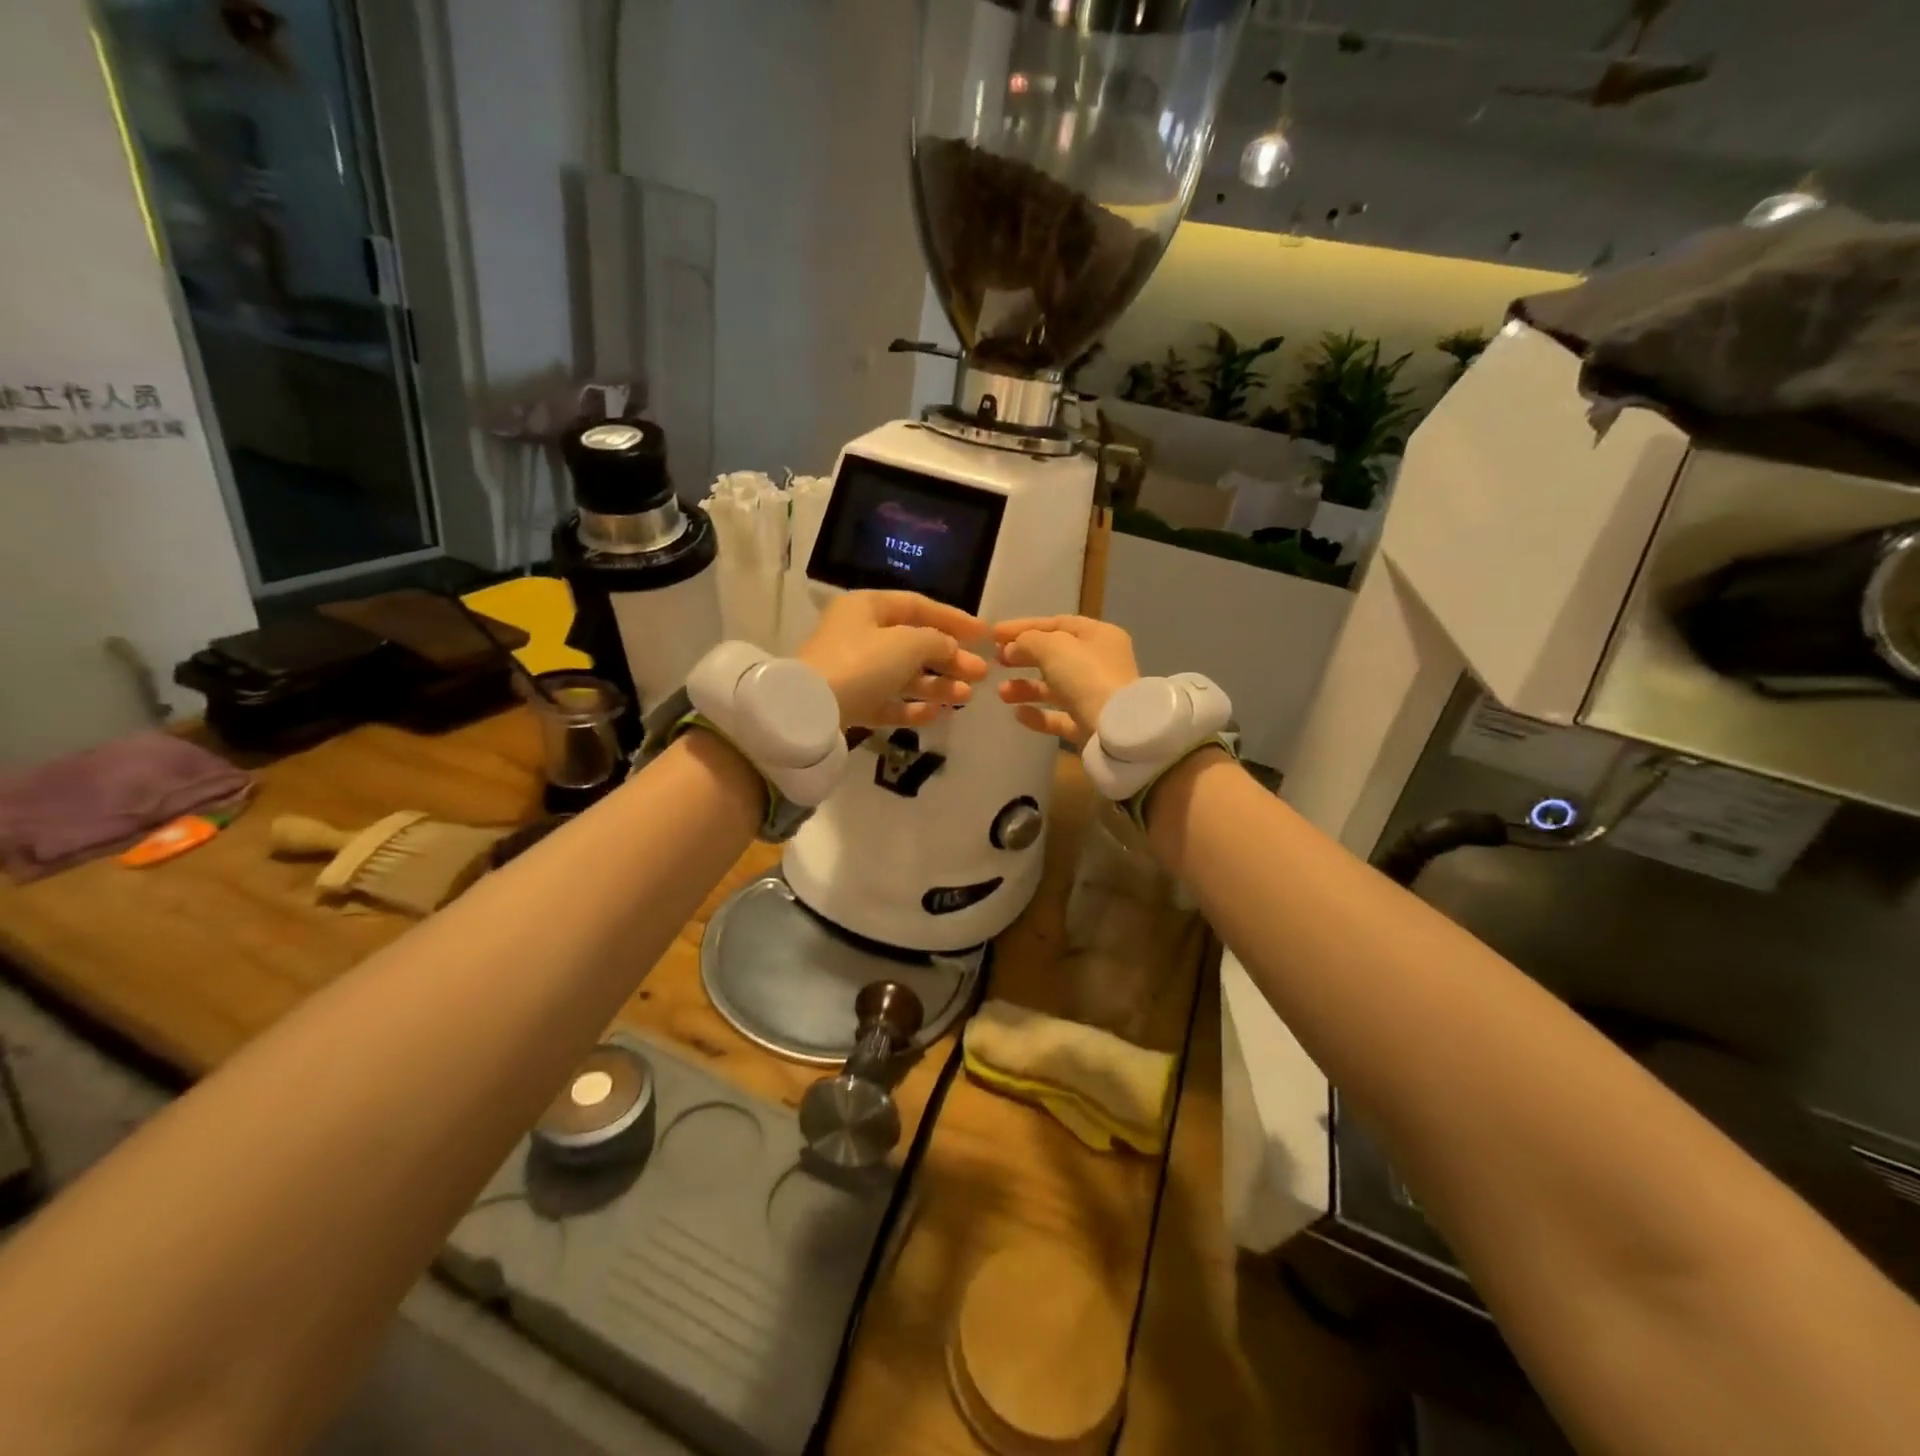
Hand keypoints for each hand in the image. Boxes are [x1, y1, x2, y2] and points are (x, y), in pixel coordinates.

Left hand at [798, 591, 988, 727]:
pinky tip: (936, 714)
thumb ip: (937, 641)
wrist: (812, 709)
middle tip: (981, 674)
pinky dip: (911, 707)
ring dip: (937, 685)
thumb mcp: (907, 643)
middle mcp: (859, 634)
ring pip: (903, 676)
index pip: (918, 606)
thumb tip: (951, 647)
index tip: (985, 634)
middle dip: (950, 659)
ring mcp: (854, 671)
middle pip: (913, 644)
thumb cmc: (862, 663)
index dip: (954, 619)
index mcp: (868, 607)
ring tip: (967, 697)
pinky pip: (887, 702)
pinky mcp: (851, 703)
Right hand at [994, 616, 1139, 745]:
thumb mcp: (1054, 647)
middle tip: (995, 662)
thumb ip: (1028, 641)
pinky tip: (1018, 714)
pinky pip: (1058, 716)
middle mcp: (1100, 662)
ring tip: (1002, 693)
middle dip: (1023, 658)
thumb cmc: (1087, 676)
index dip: (1023, 627)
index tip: (993, 635)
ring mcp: (1095, 695)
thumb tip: (1011, 649)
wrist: (1116, 730)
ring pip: (1054, 687)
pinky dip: (1038, 714)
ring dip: (1025, 688)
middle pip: (1055, 655)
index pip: (1056, 623)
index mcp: (1098, 635)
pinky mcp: (1089, 724)